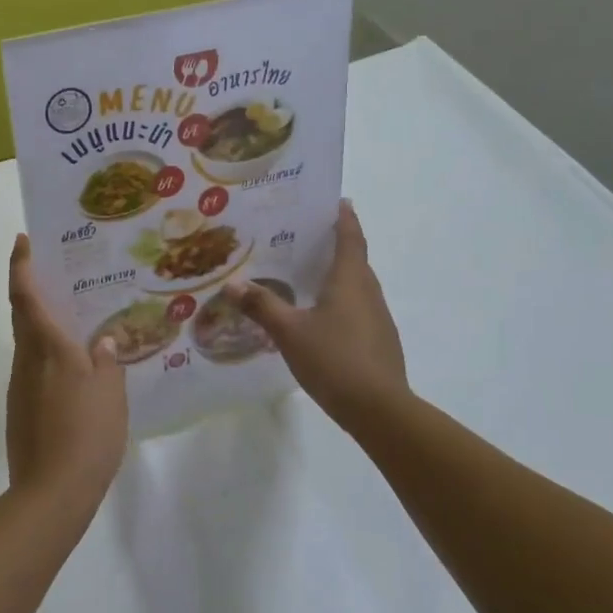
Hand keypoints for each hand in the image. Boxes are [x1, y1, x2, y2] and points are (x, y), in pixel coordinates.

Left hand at [6, 235, 128, 514]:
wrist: (51, 493)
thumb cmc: (86, 434)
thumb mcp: (110, 393)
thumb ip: (107, 361)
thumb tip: (103, 341)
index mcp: (47, 348)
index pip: (25, 296)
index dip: (21, 266)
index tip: (22, 241)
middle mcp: (26, 360)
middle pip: (22, 314)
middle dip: (32, 288)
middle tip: (57, 274)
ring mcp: (20, 386)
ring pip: (28, 342)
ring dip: (44, 324)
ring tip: (78, 321)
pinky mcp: (21, 408)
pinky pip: (34, 368)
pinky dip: (48, 355)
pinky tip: (75, 369)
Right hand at [224, 200, 411, 436]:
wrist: (380, 410)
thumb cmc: (335, 360)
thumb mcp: (289, 332)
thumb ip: (261, 306)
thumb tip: (232, 284)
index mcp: (350, 281)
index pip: (351, 238)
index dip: (345, 219)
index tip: (339, 202)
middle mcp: (368, 292)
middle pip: (356, 260)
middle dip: (337, 245)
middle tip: (307, 236)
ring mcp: (378, 319)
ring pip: (358, 286)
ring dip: (339, 275)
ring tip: (308, 274)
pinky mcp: (380, 341)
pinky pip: (359, 309)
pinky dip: (342, 301)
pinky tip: (321, 317)